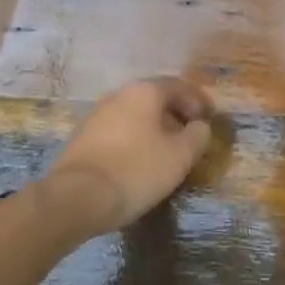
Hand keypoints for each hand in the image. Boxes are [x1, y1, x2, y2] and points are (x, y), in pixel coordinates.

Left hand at [42, 78, 213, 234]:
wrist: (75, 198)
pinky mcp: (83, 137)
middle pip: (155, 98)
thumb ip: (198, 136)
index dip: (198, 102)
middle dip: (176, 115)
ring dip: (155, 128)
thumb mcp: (180, 156)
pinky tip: (140, 161)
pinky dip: (135, 139)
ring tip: (167, 151)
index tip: (209, 120)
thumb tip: (200, 126)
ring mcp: (97, 115)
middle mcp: (119, 94)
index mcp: (145, 91)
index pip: (179, 86)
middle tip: (190, 136)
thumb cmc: (136, 170)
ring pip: (136, 115)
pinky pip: (119, 131)